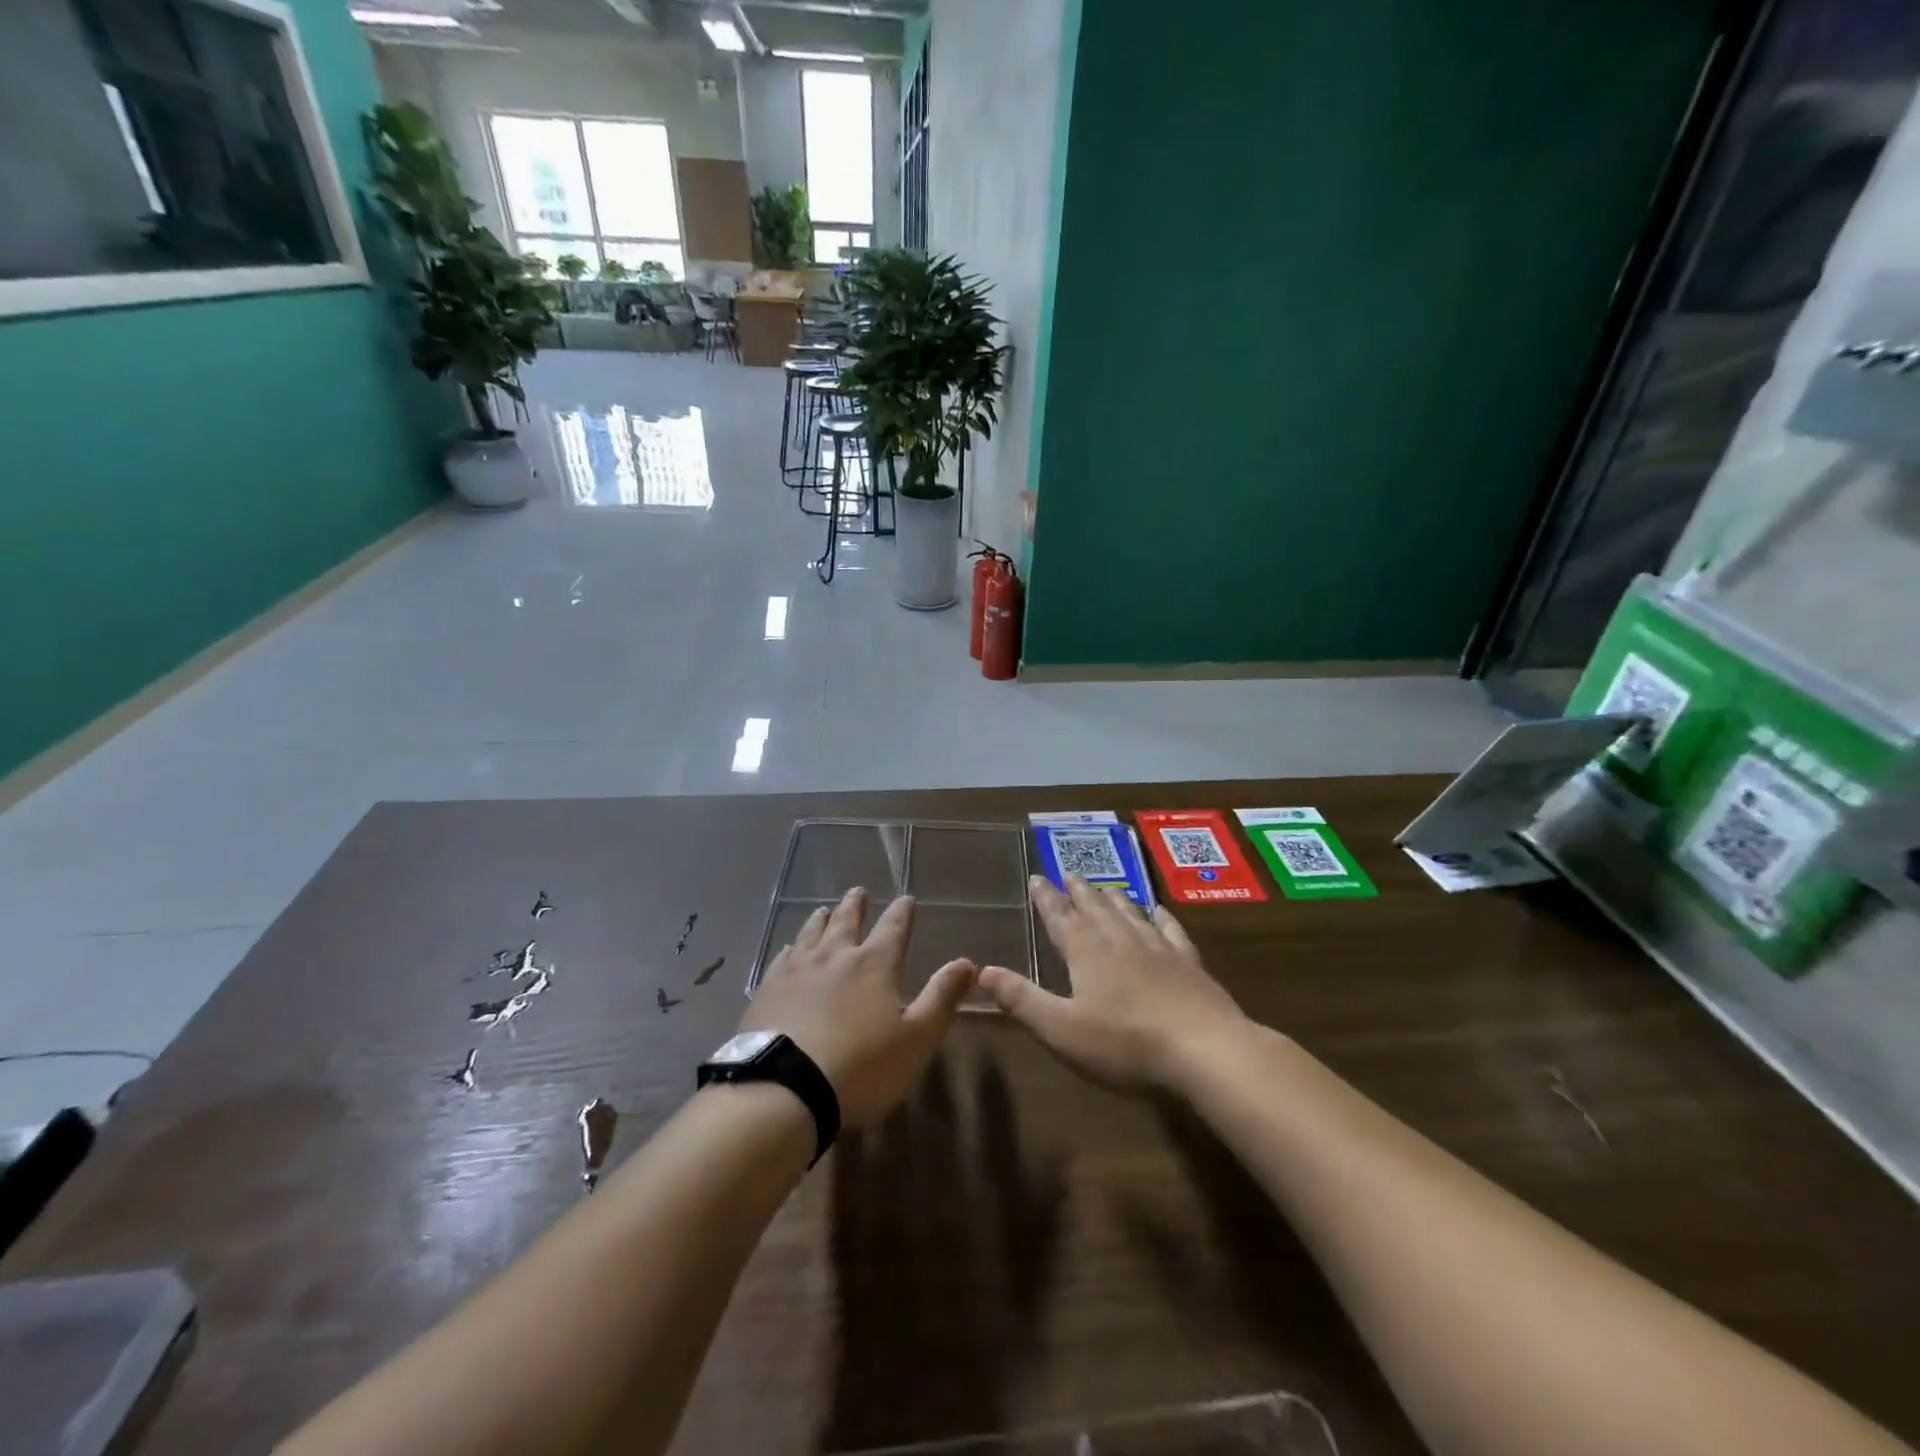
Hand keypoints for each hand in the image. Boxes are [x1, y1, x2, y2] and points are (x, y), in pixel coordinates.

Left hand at [740, 888, 975, 1127]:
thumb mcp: (916, 1038)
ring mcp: (797, 970)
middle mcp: (835, 956)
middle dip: (856, 905)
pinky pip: (781, 959)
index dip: (902, 912)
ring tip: (824, 910)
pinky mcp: (767, 990)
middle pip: (847, 921)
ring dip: (821, 919)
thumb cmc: (862, 1066)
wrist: (785, 1088)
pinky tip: (787, 950)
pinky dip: (789, 949)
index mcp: (875, 964)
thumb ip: (941, 998)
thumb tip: (966, 963)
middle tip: (858, 891)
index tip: (906, 898)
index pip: (894, 928)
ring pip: (811, 933)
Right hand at [979, 876, 1249, 1091]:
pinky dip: (1160, 916)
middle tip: (1068, 872)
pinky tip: (1158, 910)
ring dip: (1112, 897)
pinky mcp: (1188, 962)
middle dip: (1077, 890)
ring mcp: (1157, 947)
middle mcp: (1119, 938)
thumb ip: (1022, 999)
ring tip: (1104, 887)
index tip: (1036, 877)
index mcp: (1086, 951)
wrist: (1204, 1049)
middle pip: (1094, 906)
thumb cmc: (1124, 1043)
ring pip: (1129, 912)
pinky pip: (1170, 929)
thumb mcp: (1061, 1029)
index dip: (1045, 898)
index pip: (1059, 916)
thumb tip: (982, 971)